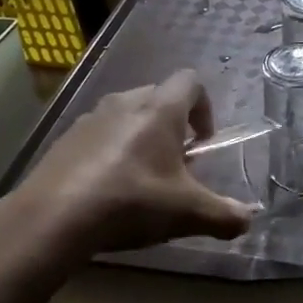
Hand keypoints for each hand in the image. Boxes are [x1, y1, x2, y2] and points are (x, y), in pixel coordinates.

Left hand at [0, 71, 256, 284]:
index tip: (203, 143)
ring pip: (126, 116)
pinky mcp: (64, 140)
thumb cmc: (132, 201)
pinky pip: (98, 136)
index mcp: (160, 109)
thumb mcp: (188, 214)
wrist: (53, 218)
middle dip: (173, 126)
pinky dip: (110, 153)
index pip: (191, 81)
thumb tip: (249, 221)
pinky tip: (108, 191)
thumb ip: (226, 216)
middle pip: (159, 98)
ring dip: (141, 138)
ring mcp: (90, 119)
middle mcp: (125, 102)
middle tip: (177, 165)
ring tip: (142, 179)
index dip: (205, 107)